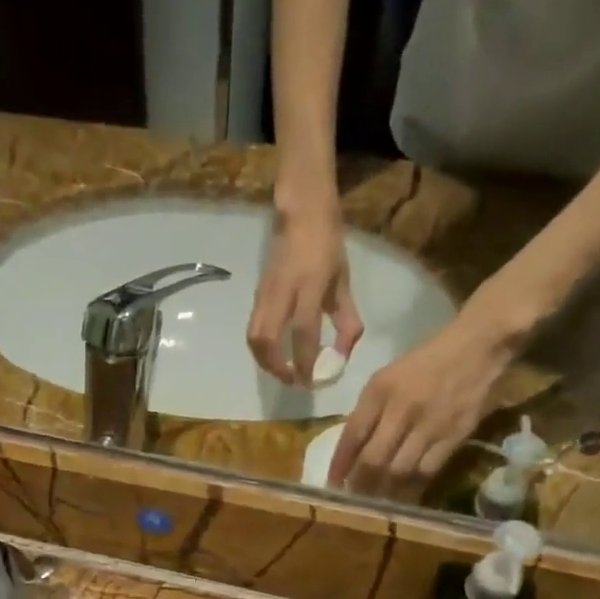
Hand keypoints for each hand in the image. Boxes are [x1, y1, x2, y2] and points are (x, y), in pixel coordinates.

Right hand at [247, 204, 364, 385]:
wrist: (300, 216)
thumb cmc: (327, 247)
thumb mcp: (343, 282)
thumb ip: (346, 319)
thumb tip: (344, 354)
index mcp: (308, 285)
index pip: (303, 331)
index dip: (305, 361)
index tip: (310, 382)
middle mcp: (282, 292)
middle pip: (266, 339)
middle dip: (276, 367)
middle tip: (293, 380)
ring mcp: (265, 294)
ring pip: (254, 338)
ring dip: (265, 362)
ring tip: (282, 372)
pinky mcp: (256, 297)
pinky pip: (253, 330)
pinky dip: (261, 350)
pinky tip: (275, 356)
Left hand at [328, 289, 535, 495]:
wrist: (477, 347)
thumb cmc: (425, 362)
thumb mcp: (387, 377)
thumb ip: (368, 411)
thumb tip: (351, 451)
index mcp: (380, 390)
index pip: (352, 434)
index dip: (340, 463)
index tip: (332, 483)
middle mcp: (402, 408)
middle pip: (374, 459)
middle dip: (359, 484)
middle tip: (352, 499)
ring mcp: (430, 424)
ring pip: (399, 471)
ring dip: (383, 492)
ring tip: (374, 503)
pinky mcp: (454, 436)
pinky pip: (427, 472)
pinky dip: (411, 489)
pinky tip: (402, 498)